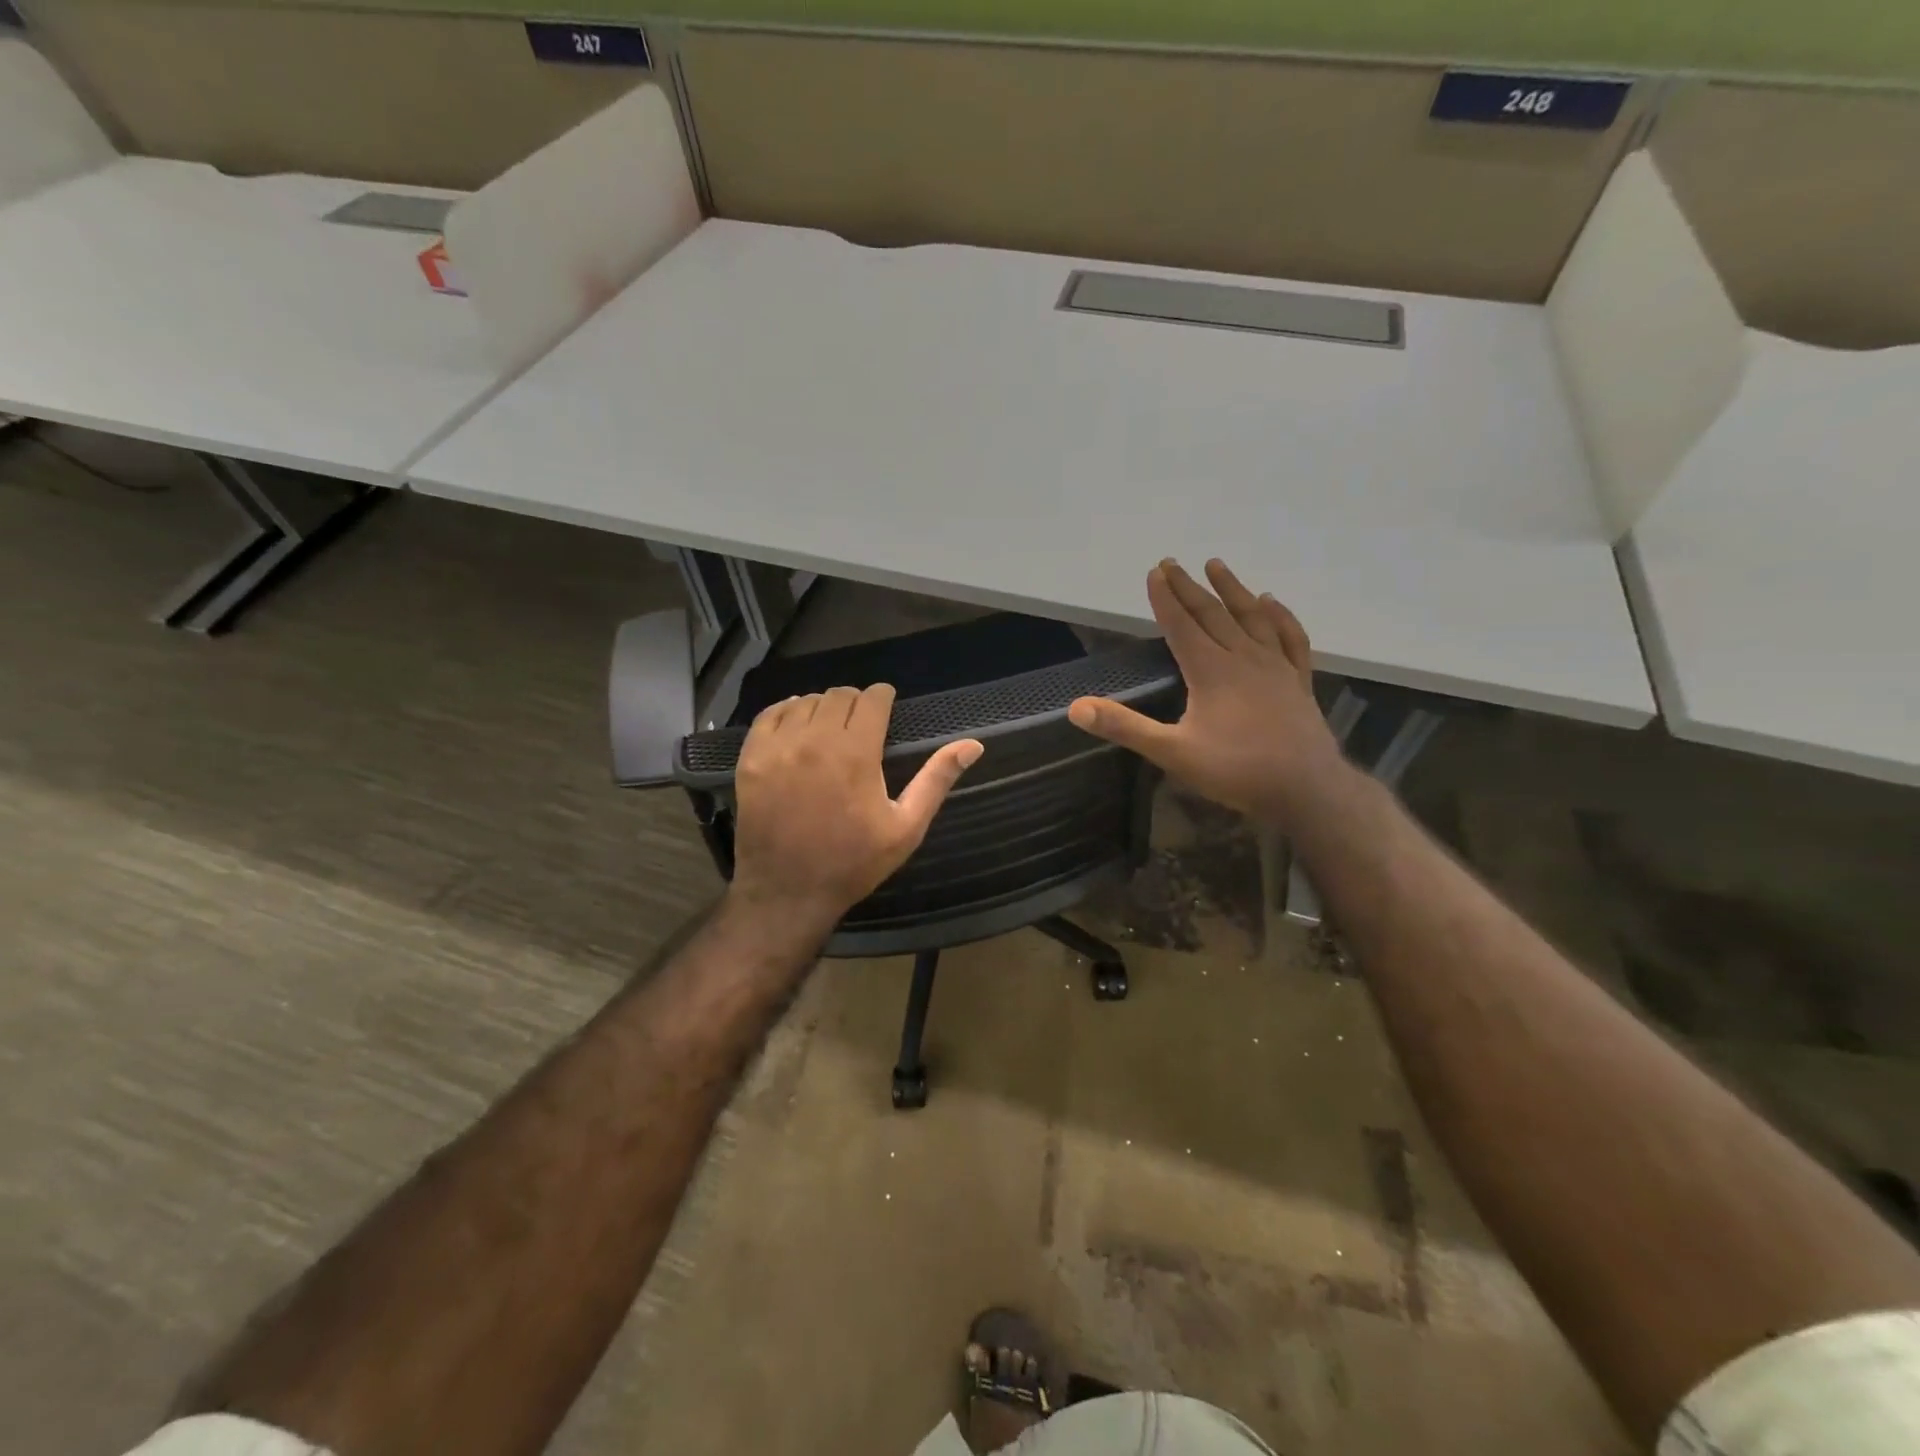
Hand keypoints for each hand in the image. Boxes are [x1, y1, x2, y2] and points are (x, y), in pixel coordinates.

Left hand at [729, 684, 983, 933]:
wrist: (788, 893)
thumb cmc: (854, 863)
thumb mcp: (906, 827)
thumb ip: (936, 780)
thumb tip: (973, 745)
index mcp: (855, 753)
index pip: (871, 699)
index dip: (883, 697)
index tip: (887, 704)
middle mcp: (814, 741)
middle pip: (838, 696)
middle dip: (856, 701)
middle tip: (863, 721)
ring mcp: (777, 749)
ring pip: (805, 702)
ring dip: (823, 707)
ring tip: (832, 727)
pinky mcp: (751, 759)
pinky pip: (769, 716)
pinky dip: (787, 712)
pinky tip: (798, 725)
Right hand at [1068, 559, 1343, 825]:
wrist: (1305, 788)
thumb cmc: (1235, 770)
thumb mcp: (1172, 752)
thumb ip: (1124, 727)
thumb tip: (1076, 708)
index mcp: (1210, 670)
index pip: (1181, 625)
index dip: (1165, 598)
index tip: (1155, 572)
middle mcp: (1242, 657)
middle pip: (1212, 614)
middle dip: (1189, 588)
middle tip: (1172, 563)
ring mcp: (1274, 666)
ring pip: (1250, 617)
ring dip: (1232, 589)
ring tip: (1217, 565)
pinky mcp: (1297, 681)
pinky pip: (1289, 638)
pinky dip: (1279, 617)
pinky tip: (1271, 603)